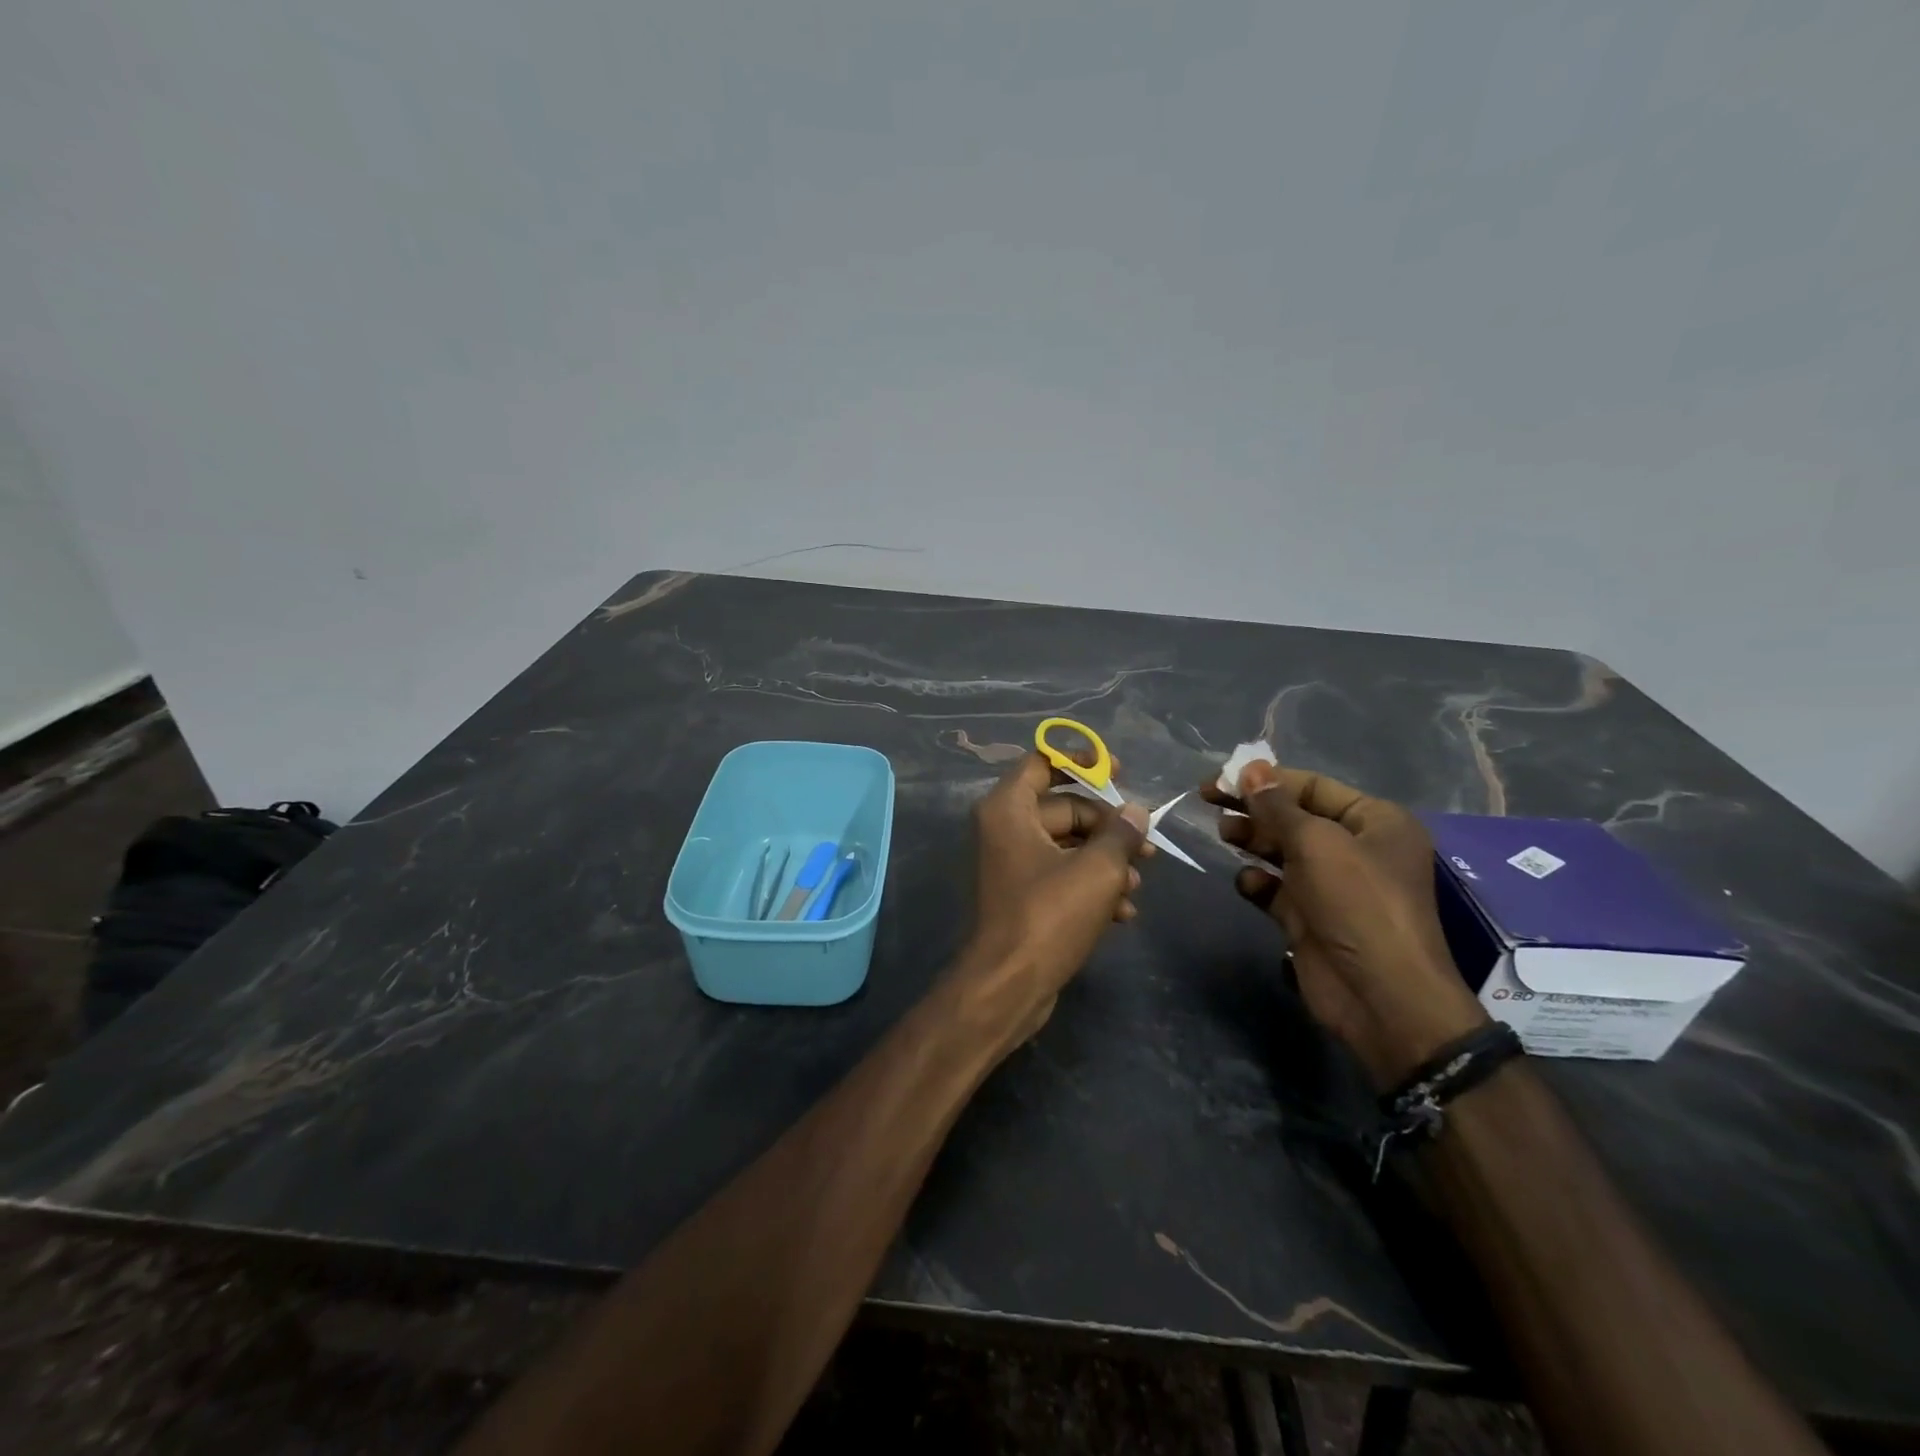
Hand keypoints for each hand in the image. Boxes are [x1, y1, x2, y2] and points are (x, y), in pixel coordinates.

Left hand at [961, 753, 1151, 1047]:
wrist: (1008, 986)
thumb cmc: (1049, 915)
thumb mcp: (1097, 869)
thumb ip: (1120, 834)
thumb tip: (1135, 813)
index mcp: (1008, 809)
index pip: (1041, 763)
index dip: (1081, 762)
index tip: (1119, 772)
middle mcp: (1004, 829)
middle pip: (1063, 809)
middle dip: (1108, 827)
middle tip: (1147, 847)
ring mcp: (1011, 864)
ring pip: (1067, 847)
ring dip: (1106, 862)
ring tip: (1137, 887)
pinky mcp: (1022, 896)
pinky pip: (1060, 876)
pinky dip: (1090, 887)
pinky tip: (1123, 913)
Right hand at [1203, 761, 1487, 1089]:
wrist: (1380, 995)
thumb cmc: (1357, 903)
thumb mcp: (1315, 843)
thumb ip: (1276, 805)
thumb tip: (1250, 769)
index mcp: (1376, 822)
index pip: (1313, 787)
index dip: (1267, 779)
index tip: (1222, 779)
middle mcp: (1357, 849)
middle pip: (1295, 817)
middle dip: (1255, 809)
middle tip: (1209, 802)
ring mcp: (1334, 886)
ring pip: (1283, 851)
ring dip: (1253, 840)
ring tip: (1223, 833)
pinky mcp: (1312, 917)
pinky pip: (1278, 889)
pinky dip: (1259, 882)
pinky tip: (1246, 882)